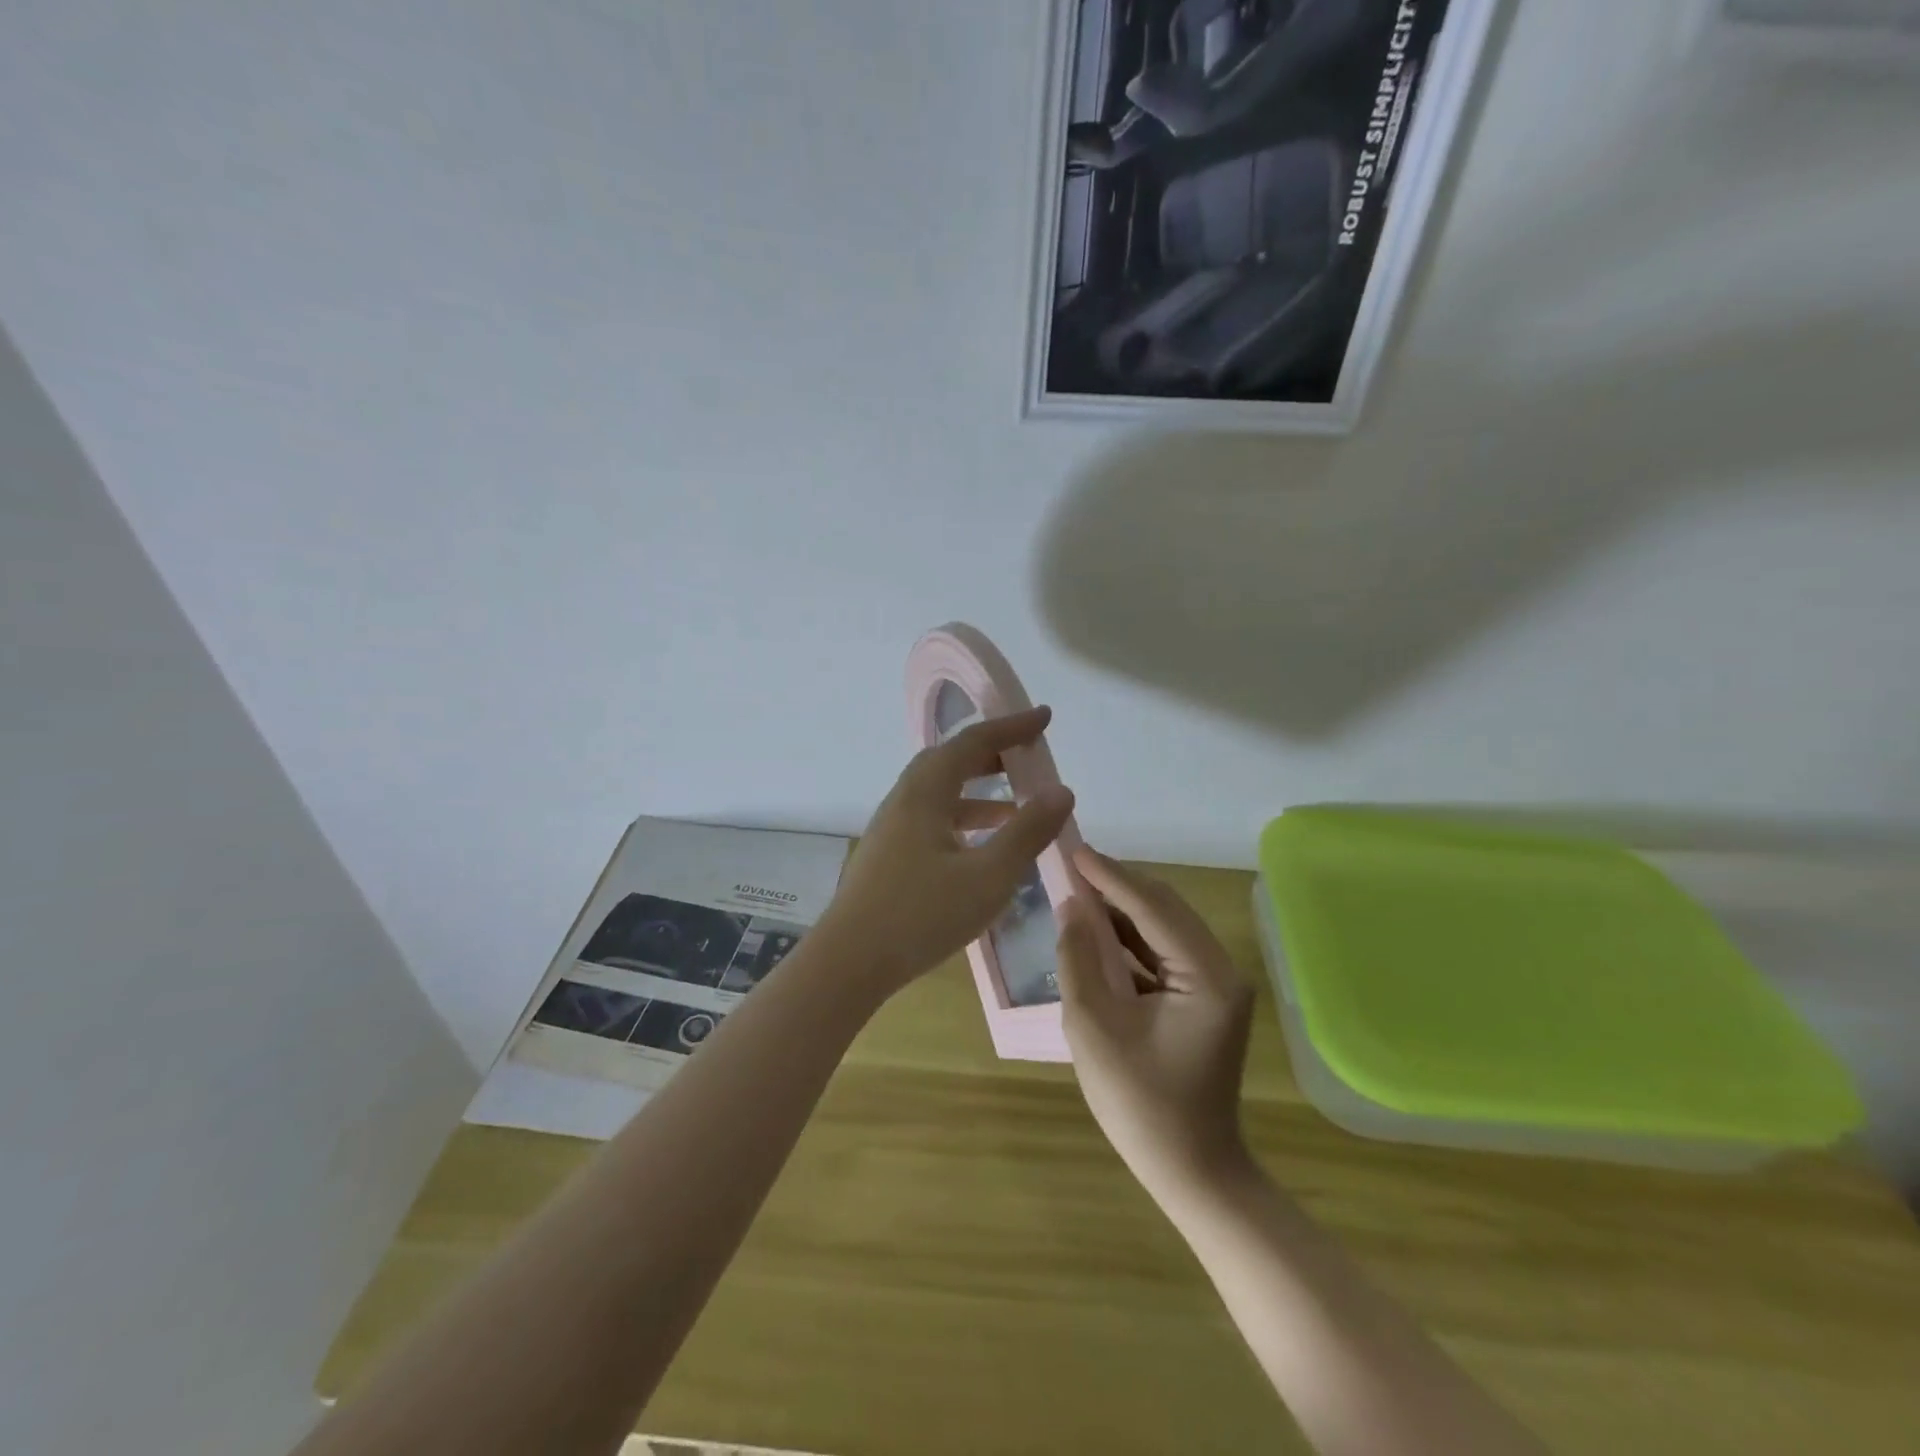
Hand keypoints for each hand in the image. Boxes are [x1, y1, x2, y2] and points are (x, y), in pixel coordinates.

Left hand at [815, 707, 1075, 998]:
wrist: (849, 962)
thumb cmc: (921, 915)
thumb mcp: (988, 876)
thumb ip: (1027, 832)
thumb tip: (1062, 791)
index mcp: (925, 792)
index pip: (973, 742)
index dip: (1011, 727)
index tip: (1045, 717)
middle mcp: (904, 800)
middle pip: (951, 761)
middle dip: (992, 753)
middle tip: (1029, 756)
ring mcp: (892, 828)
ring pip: (941, 793)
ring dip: (980, 791)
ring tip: (1018, 806)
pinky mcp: (888, 855)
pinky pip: (933, 819)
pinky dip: (964, 820)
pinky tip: (983, 848)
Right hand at [1057, 847, 1255, 1206]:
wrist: (1192, 1172)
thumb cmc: (1140, 1105)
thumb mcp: (1094, 1028)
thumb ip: (1079, 960)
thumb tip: (1071, 906)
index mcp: (1206, 976)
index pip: (1153, 907)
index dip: (1109, 876)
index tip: (1073, 849)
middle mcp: (1221, 970)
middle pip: (1165, 909)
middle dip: (1117, 886)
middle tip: (1070, 866)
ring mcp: (1216, 985)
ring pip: (1165, 927)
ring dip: (1123, 910)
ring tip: (1078, 890)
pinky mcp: (1205, 999)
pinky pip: (1165, 952)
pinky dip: (1131, 939)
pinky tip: (1098, 932)